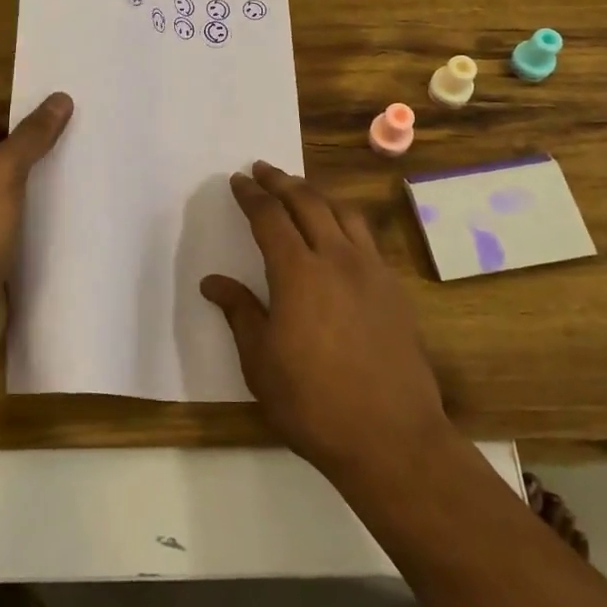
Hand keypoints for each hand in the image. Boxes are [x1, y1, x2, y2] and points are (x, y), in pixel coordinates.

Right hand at [202, 162, 452, 481]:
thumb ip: (239, 312)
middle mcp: (336, 257)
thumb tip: (213, 282)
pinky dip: (344, 218)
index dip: (252, 195)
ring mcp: (370, 270)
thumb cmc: (313, 402)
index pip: (270, 216)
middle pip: (307, 201)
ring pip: (342, 211)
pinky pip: (366, 235)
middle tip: (263, 170)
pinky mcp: (393, 287)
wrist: (391, 437)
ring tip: (299, 189)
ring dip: (316, 192)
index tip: (238, 180)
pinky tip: (339, 229)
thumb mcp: (261, 362)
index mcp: (298, 272)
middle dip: (281, 181)